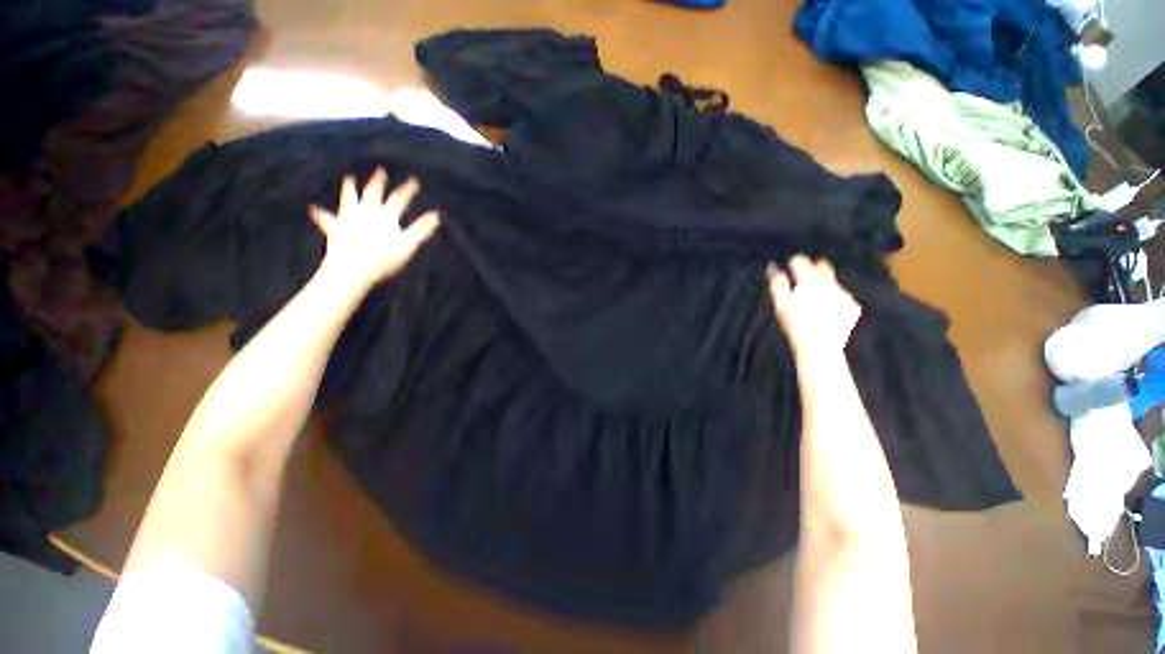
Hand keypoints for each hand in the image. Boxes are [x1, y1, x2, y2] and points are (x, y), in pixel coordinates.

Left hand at [309, 168, 440, 289]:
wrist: (352, 269)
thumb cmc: (383, 259)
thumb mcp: (407, 245)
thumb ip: (421, 229)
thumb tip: (436, 215)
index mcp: (384, 217)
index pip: (399, 200)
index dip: (408, 190)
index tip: (414, 181)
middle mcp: (366, 213)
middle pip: (373, 194)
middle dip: (378, 183)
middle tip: (381, 171)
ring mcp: (349, 220)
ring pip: (349, 201)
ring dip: (350, 190)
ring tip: (348, 180)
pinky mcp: (335, 230)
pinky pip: (327, 220)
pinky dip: (321, 215)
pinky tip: (314, 209)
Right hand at [767, 255, 860, 356]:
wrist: (820, 347)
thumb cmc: (795, 326)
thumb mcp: (781, 305)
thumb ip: (777, 283)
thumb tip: (772, 266)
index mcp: (809, 282)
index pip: (800, 262)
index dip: (794, 262)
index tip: (790, 266)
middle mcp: (829, 284)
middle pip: (821, 267)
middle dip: (812, 270)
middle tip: (804, 281)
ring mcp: (843, 294)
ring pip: (832, 282)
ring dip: (823, 286)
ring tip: (814, 301)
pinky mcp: (853, 306)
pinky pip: (842, 297)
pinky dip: (834, 300)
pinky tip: (827, 312)